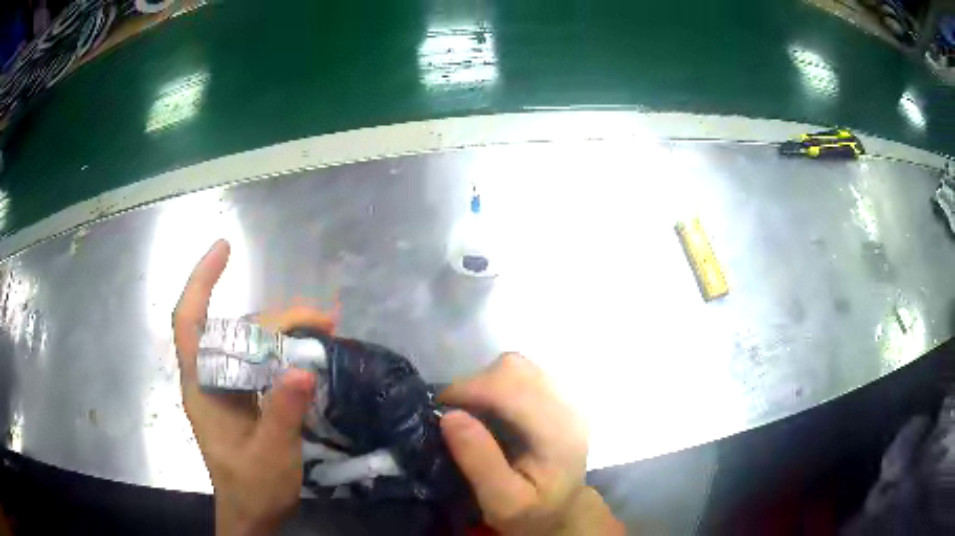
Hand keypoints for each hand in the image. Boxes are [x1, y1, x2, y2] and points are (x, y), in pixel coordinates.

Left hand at [173, 240, 334, 534]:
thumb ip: (282, 415)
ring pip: (251, 343)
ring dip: (285, 330)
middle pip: (236, 330)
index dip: (201, 281)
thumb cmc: (252, 489)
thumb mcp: (270, 457)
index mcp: (202, 388)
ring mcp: (229, 388)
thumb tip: (303, 368)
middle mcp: (211, 379)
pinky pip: (262, 361)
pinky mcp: (246, 397)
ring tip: (326, 328)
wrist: (253, 514)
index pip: (189, 322)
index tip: (225, 248)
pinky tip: (310, 352)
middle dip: (276, 316)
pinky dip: (286, 349)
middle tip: (323, 318)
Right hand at [439, 353, 624, 534]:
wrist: (563, 509)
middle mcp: (568, 407)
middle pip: (515, 369)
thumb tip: (449, 416)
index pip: (514, 390)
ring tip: (471, 411)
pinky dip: (496, 384)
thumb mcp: (502, 502)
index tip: (440, 408)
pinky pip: (521, 374)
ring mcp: (566, 399)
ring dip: (485, 383)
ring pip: (517, 366)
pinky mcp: (558, 397)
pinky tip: (490, 410)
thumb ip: (479, 462)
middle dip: (475, 385)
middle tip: (454, 412)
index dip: (470, 390)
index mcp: (559, 434)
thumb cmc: (532, 511)